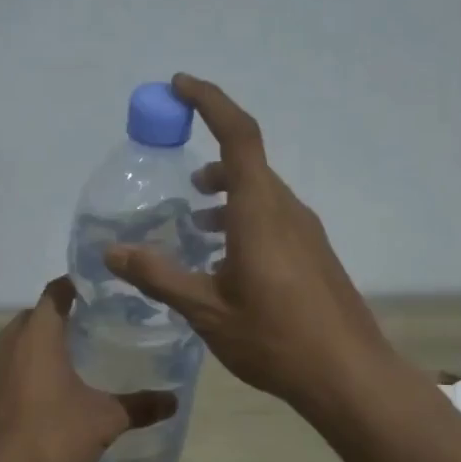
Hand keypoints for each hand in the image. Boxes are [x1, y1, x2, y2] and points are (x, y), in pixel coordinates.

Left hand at [0, 278, 177, 461]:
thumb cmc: (53, 435)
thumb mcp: (105, 420)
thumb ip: (139, 406)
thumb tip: (174, 400)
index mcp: (38, 334)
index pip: (55, 292)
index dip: (75, 286)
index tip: (97, 290)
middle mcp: (8, 341)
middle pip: (34, 315)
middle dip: (59, 316)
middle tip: (91, 325)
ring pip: (17, 341)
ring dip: (39, 343)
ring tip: (72, 356)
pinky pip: (6, 365)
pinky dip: (25, 367)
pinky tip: (47, 388)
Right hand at [104, 74, 395, 411]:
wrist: (348, 375)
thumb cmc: (274, 338)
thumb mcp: (205, 310)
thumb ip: (158, 276)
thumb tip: (111, 253)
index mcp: (259, 211)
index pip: (238, 135)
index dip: (210, 101)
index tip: (179, 86)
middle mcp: (286, 210)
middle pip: (248, 163)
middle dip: (211, 160)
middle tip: (176, 179)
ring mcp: (306, 232)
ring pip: (260, 193)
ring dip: (227, 194)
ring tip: (194, 220)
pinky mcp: (314, 254)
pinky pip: (273, 218)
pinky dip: (243, 219)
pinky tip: (225, 260)